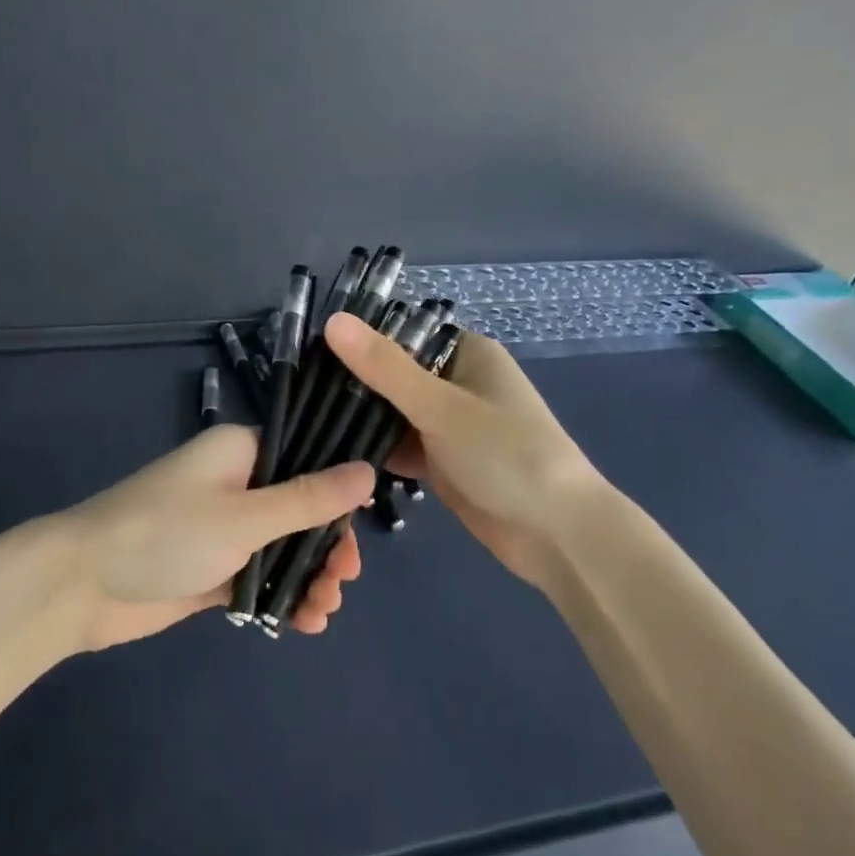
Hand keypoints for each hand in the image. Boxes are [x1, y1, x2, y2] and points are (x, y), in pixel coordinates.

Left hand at [62, 424, 374, 649]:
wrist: (82, 586)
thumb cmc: (166, 533)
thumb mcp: (245, 516)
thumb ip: (308, 498)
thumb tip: (368, 471)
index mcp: (240, 451)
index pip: (305, 457)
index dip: (337, 490)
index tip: (361, 525)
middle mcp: (235, 484)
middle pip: (299, 508)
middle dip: (326, 545)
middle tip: (343, 580)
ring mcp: (222, 529)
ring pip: (282, 547)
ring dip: (308, 576)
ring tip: (323, 609)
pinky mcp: (212, 570)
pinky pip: (259, 577)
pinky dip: (282, 596)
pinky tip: (304, 622)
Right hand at [324, 313, 608, 590]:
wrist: (556, 535)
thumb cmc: (506, 455)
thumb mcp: (441, 406)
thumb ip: (385, 367)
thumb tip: (332, 320)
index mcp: (467, 354)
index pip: (403, 333)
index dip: (360, 337)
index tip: (309, 346)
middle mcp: (457, 382)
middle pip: (394, 373)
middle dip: (354, 381)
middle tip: (298, 386)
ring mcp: (450, 424)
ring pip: (394, 412)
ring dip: (361, 417)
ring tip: (303, 415)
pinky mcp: (443, 461)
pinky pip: (400, 445)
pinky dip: (375, 448)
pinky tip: (332, 452)